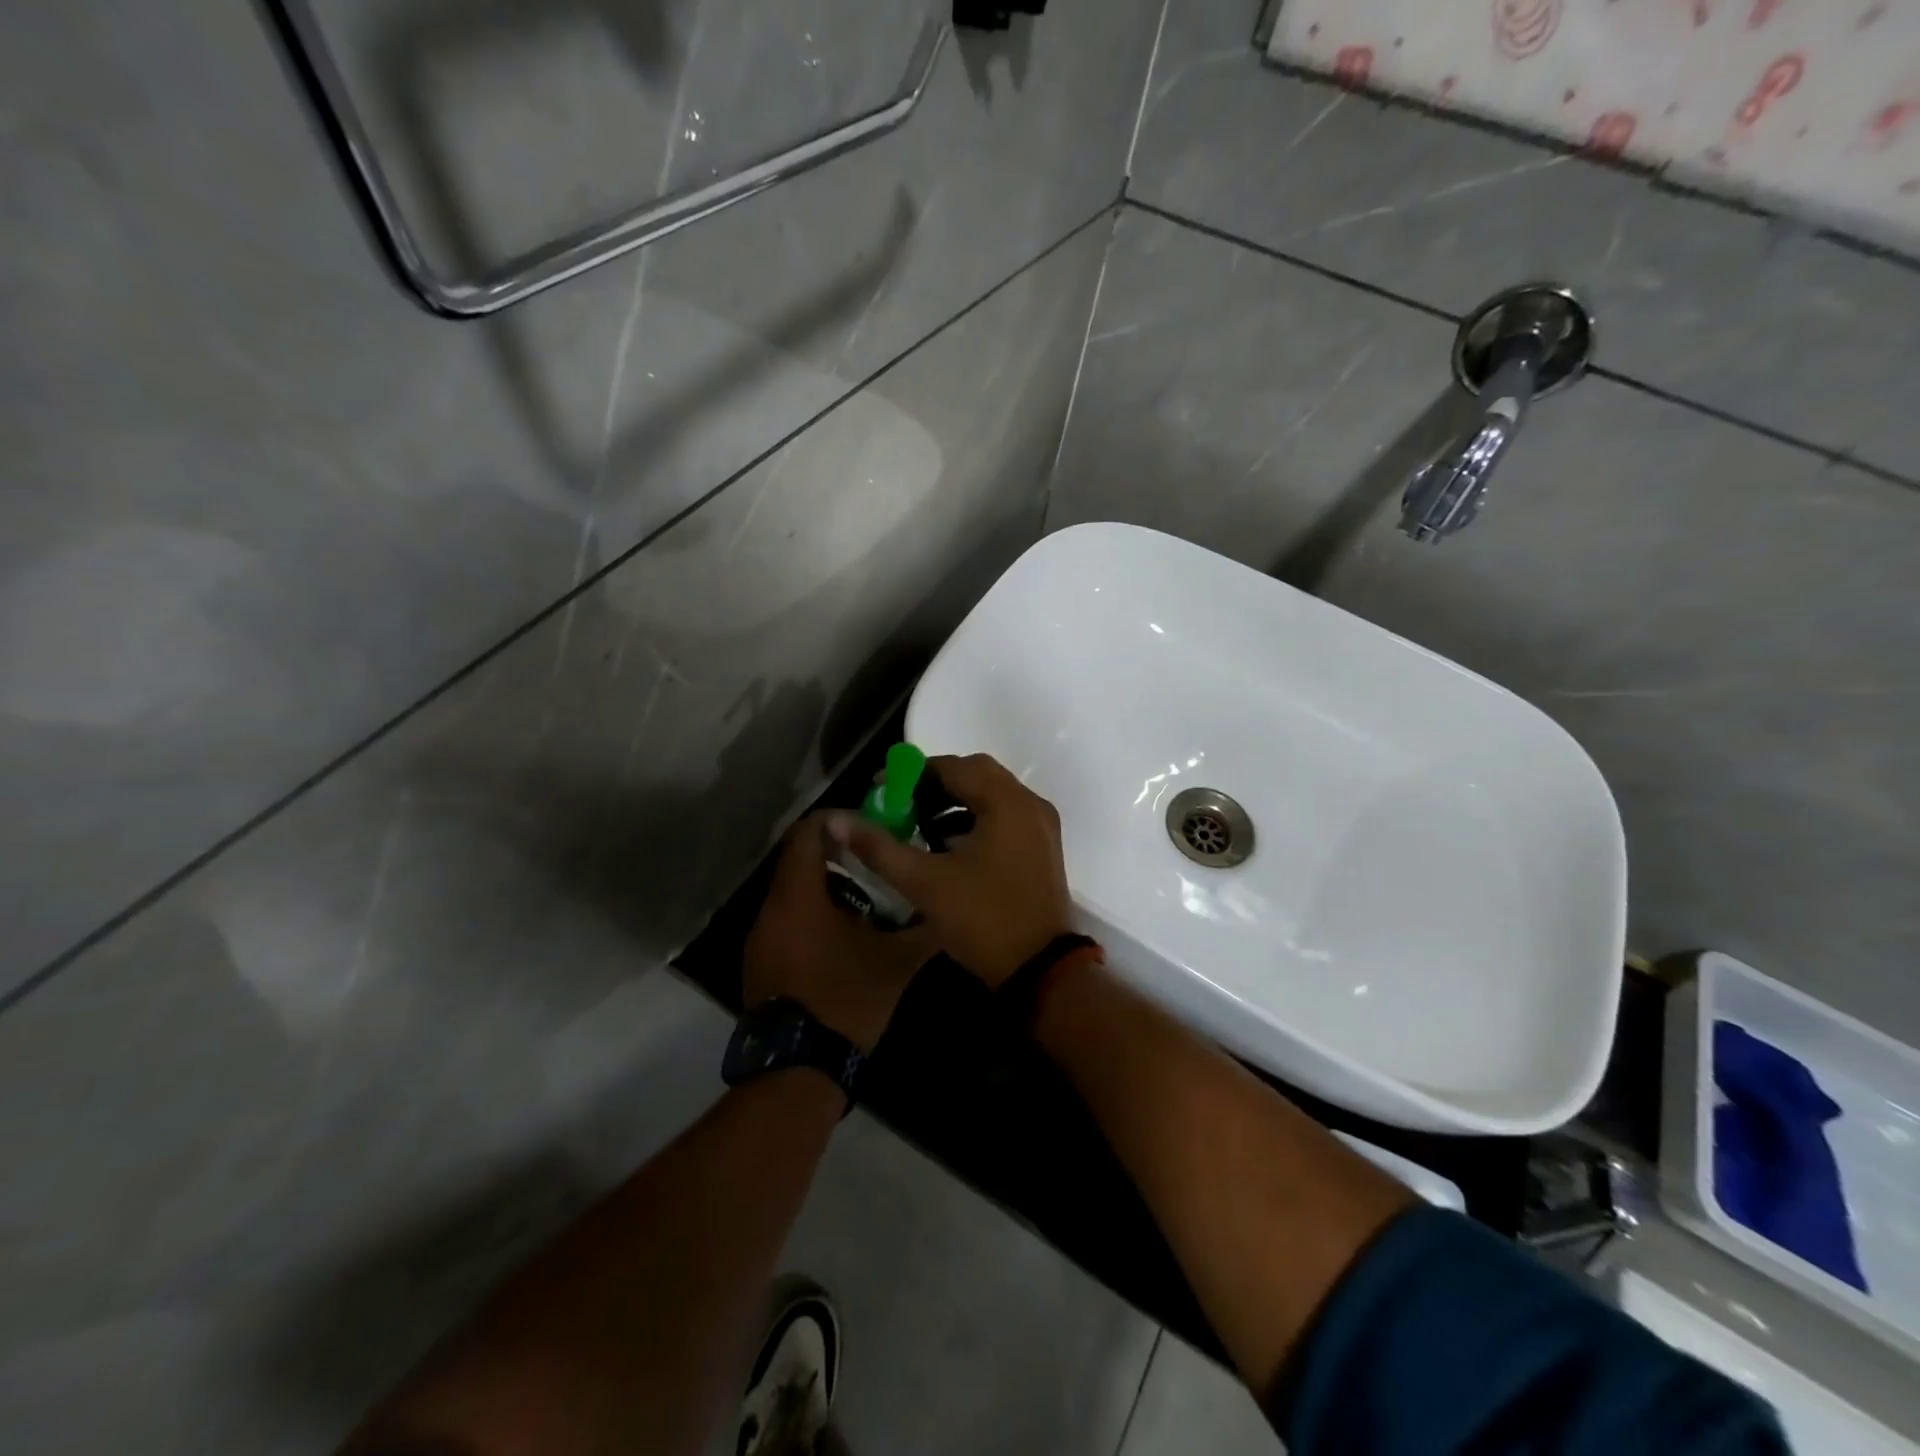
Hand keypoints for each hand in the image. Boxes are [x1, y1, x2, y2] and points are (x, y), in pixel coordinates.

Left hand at [743, 814, 937, 1050]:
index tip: (869, 826)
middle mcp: (772, 908)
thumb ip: (923, 929)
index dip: (837, 820)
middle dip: (836, 852)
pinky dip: (811, 910)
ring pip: (791, 890)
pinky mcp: (761, 960)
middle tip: (875, 858)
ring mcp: (761, 936)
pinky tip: (843, 930)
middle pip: (798, 859)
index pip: (807, 833)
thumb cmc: (847, 1000)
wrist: (798, 1067)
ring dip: (824, 883)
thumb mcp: (896, 963)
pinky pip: (786, 917)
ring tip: (866, 894)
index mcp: (799, 897)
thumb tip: (948, 910)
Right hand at [828, 754, 1072, 987]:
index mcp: (1007, 803)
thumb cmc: (983, 920)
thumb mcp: (925, 883)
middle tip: (902, 803)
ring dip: (956, 801)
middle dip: (935, 784)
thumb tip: (836, 820)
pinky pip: (1005, 816)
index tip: (882, 789)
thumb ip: (880, 847)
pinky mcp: (1043, 848)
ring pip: (993, 795)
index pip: (955, 766)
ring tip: (919, 824)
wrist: (1039, 971)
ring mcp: (1042, 827)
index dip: (914, 773)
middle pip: (977, 774)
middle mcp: (1030, 805)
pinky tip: (949, 846)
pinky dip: (976, 819)